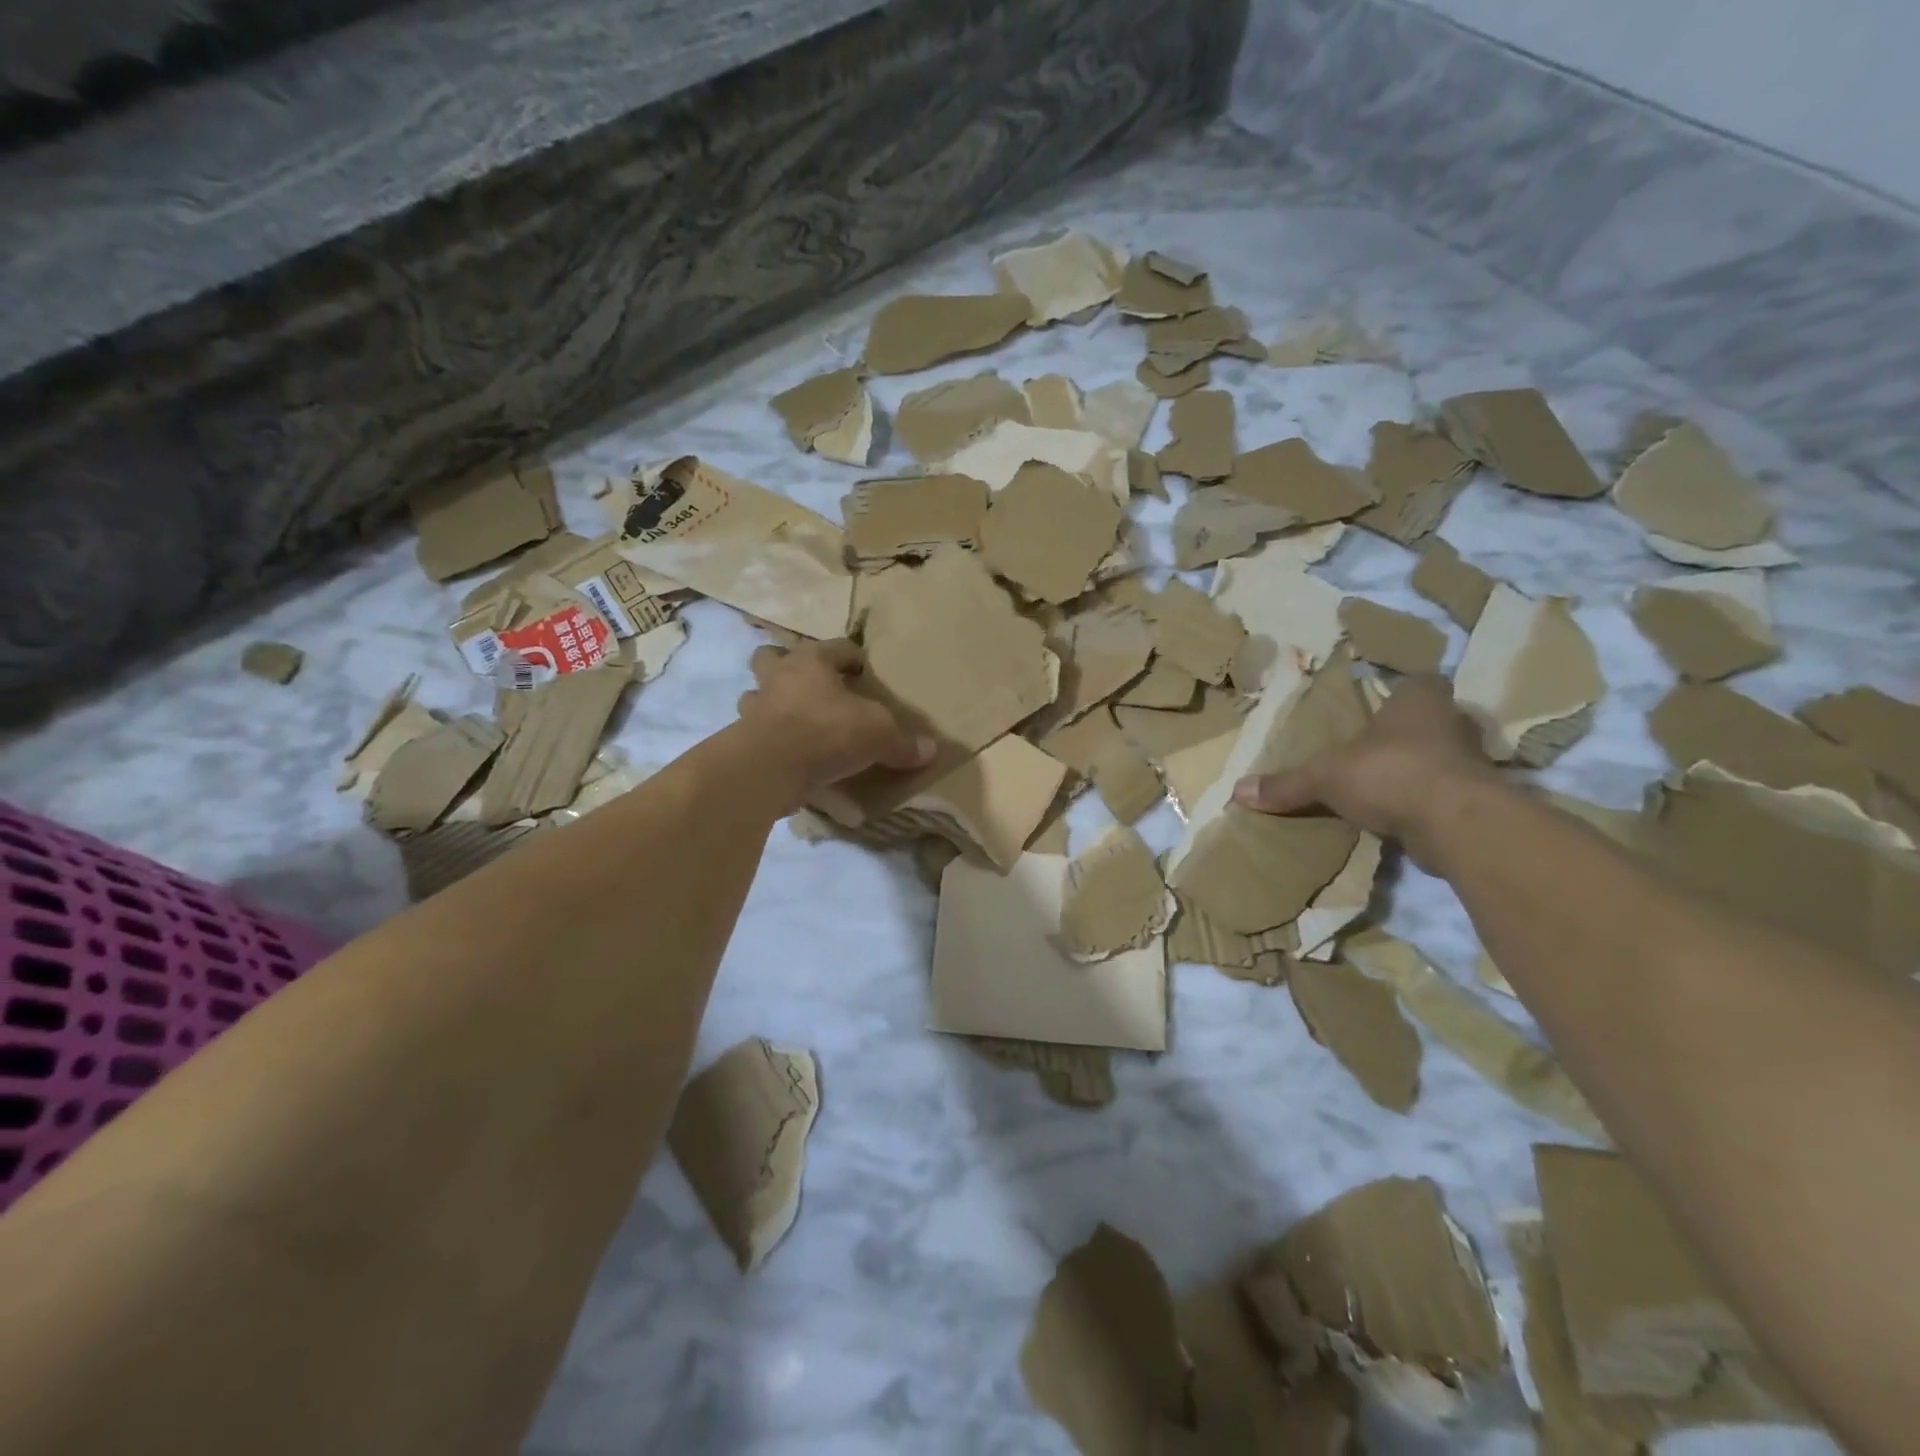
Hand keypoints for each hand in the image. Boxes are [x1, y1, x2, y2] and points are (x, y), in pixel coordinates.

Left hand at [736, 640, 934, 800]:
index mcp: (811, 662)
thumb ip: (902, 743)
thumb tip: (930, 751)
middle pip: (773, 657)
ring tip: (793, 719)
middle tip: (812, 685)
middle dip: (788, 665)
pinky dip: (769, 738)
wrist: (770, 767)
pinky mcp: (743, 740)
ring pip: (755, 694)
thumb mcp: (878, 735)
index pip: (835, 647)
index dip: (852, 656)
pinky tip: (787, 753)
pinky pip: (755, 731)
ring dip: (770, 702)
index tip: (864, 670)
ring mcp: (755, 708)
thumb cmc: (826, 732)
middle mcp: (778, 678)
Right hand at [1231, 674, 1499, 868]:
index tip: (1382, 707)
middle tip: (1374, 748)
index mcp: (1420, 700)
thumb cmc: (1390, 772)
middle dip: (1408, 734)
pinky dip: (1426, 802)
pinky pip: (1446, 794)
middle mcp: (1452, 723)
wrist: (1457, 823)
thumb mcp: (1325, 776)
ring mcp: (1472, 763)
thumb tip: (1237, 791)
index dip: (1403, 691)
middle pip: (1432, 721)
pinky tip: (1400, 815)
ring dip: (1419, 769)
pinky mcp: (1478, 800)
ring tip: (1382, 784)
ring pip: (1442, 758)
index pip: (1420, 681)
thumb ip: (1286, 784)